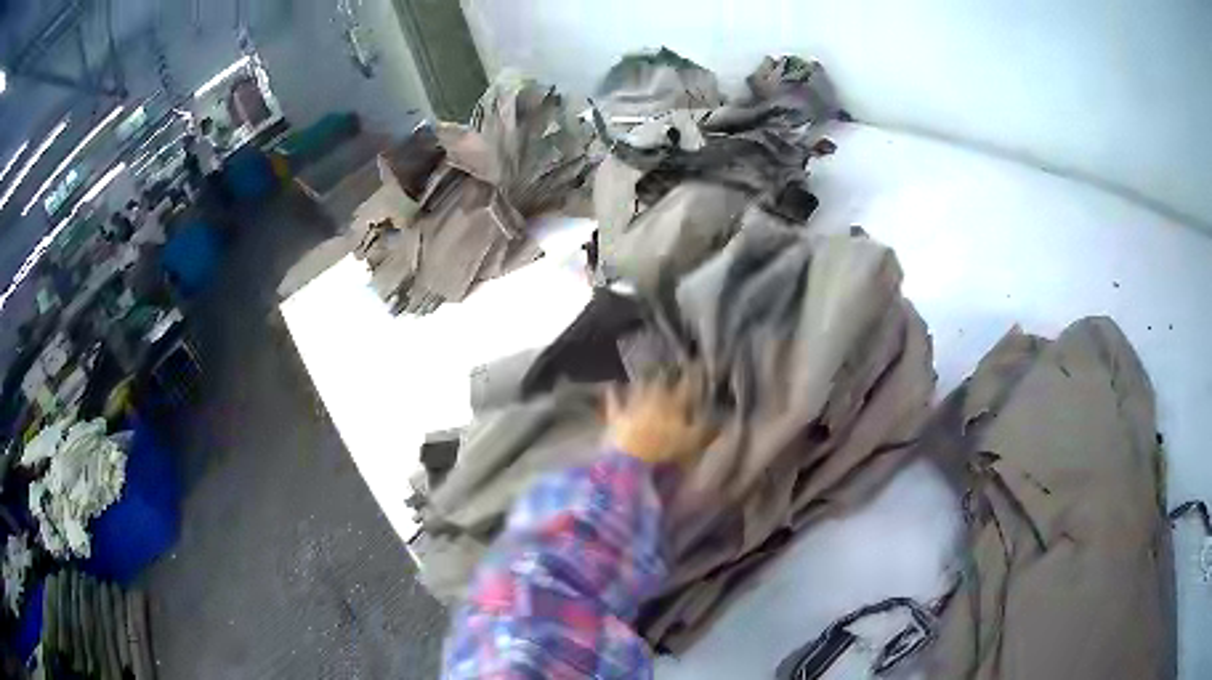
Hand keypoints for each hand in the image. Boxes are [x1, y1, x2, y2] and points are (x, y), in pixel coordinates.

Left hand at [605, 369, 716, 465]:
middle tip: (669, 366)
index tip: (697, 364)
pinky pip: (614, 399)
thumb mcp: (693, 443)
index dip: (694, 374)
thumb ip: (708, 431)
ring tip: (646, 372)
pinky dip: (613, 392)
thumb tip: (721, 420)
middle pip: (661, 380)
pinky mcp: (615, 415)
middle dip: (666, 373)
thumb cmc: (665, 451)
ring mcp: (633, 404)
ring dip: (643, 379)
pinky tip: (612, 385)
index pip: (688, 385)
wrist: (630, 460)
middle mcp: (654, 398)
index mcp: (675, 404)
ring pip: (639, 386)